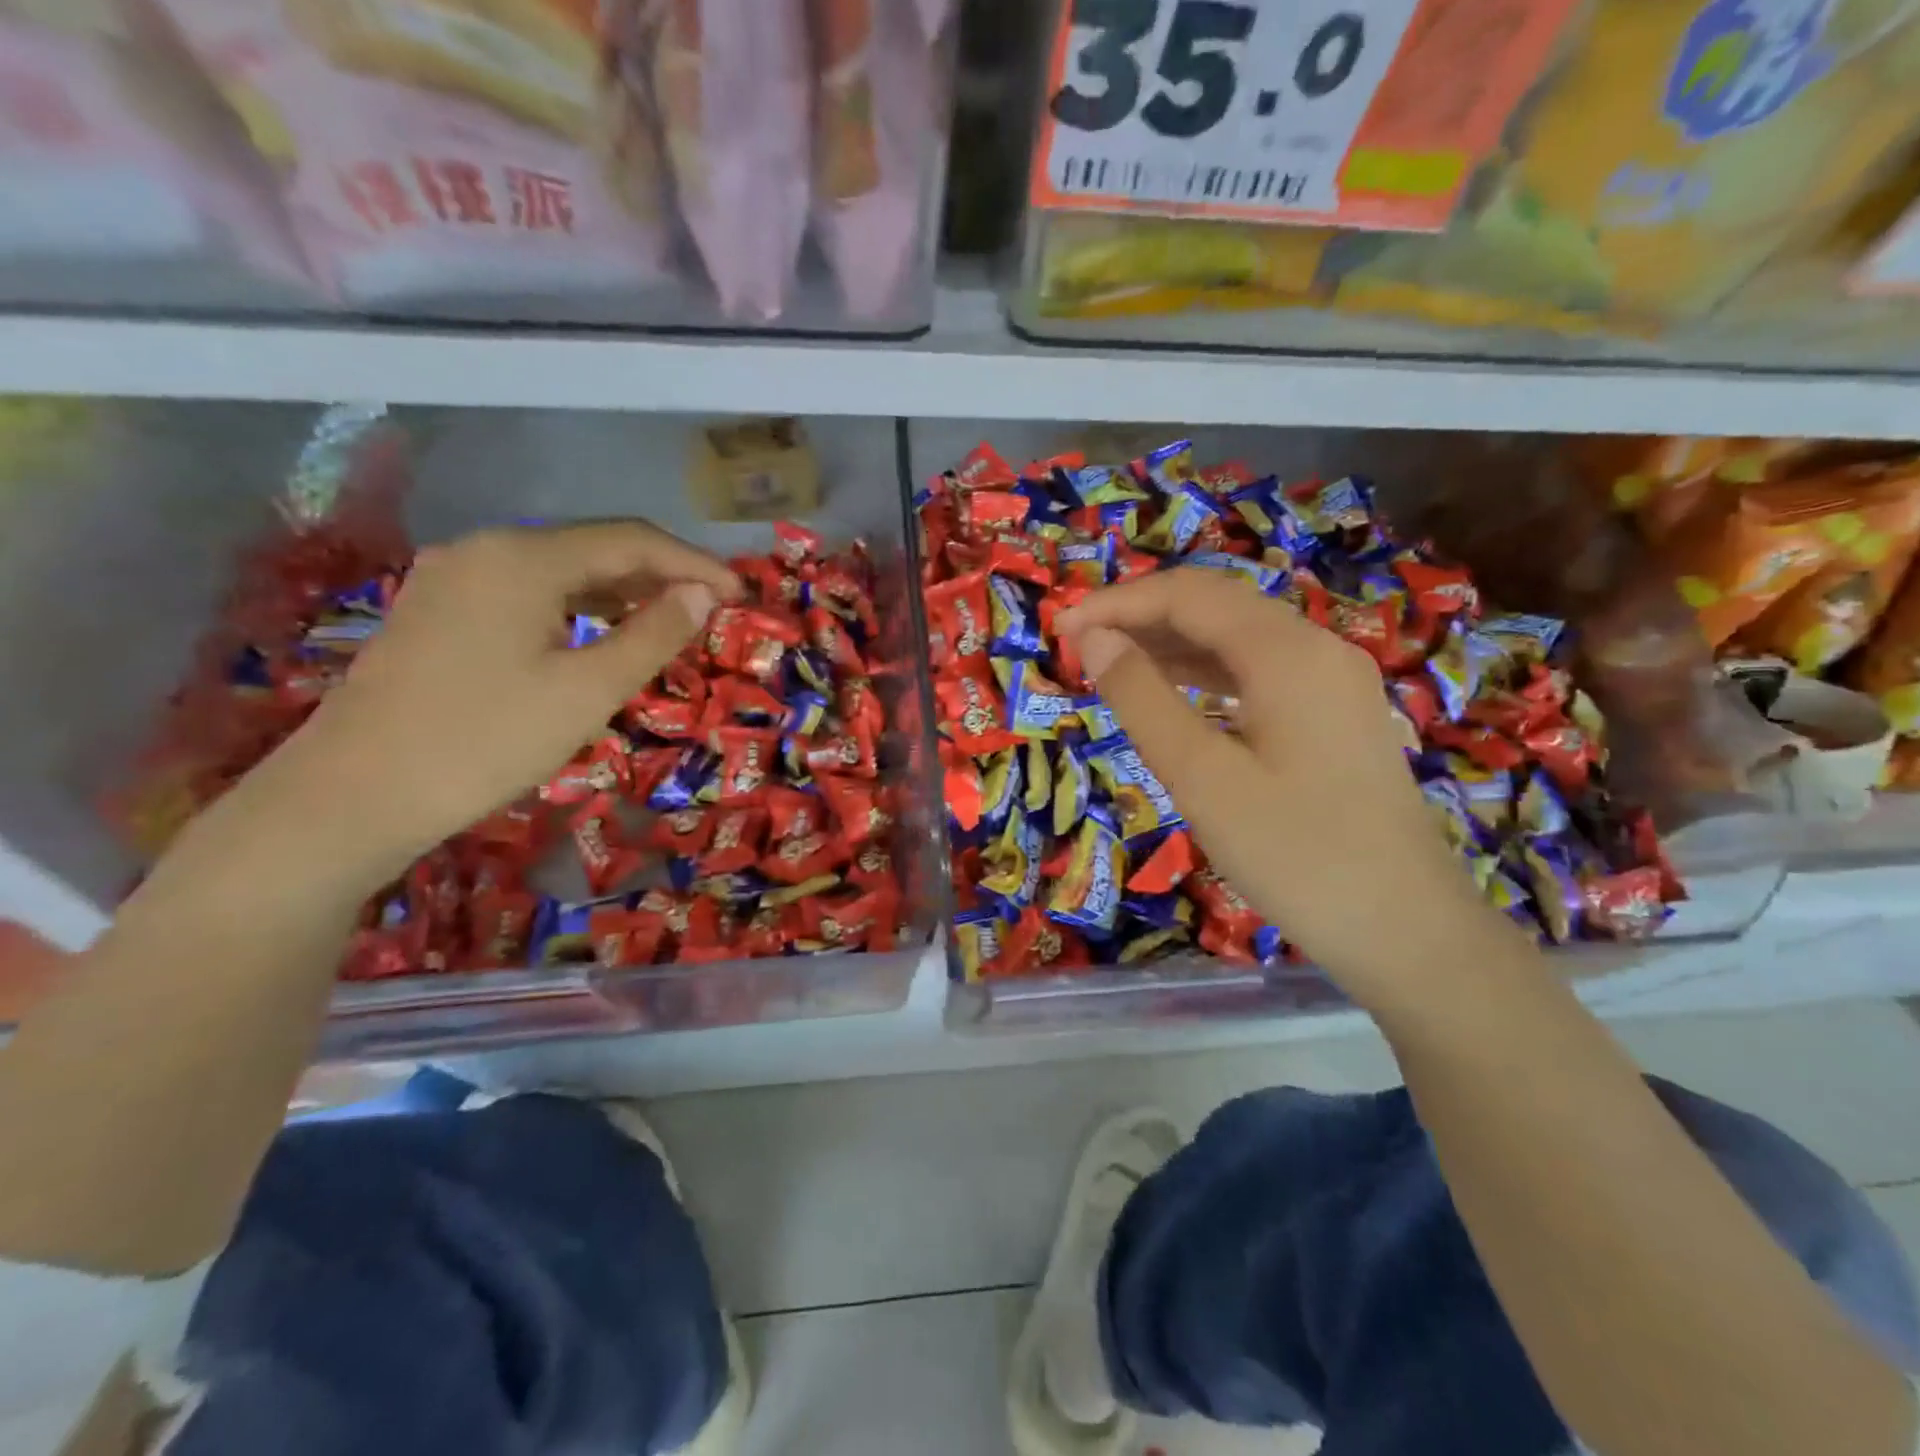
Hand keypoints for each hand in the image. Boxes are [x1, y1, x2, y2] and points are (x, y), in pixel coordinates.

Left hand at [264, 522, 739, 877]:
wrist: (353, 796)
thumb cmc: (485, 741)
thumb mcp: (588, 691)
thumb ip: (654, 634)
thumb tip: (704, 593)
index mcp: (524, 557)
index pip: (632, 541)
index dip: (695, 564)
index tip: (742, 594)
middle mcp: (487, 548)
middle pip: (595, 548)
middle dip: (662, 575)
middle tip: (714, 610)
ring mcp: (455, 577)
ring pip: (561, 571)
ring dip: (622, 592)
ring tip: (672, 622)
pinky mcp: (440, 610)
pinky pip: (529, 593)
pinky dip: (579, 608)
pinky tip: (601, 635)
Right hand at [1057, 569, 1508, 1000]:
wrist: (1408, 931)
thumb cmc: (1297, 855)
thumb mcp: (1202, 777)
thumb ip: (1142, 700)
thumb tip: (1095, 639)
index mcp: (1287, 653)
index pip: (1189, 595)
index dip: (1118, 602)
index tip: (1061, 628)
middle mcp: (1317, 649)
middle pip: (1217, 606)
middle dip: (1142, 616)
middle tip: (1078, 646)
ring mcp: (1334, 683)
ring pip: (1239, 639)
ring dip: (1172, 643)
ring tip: (1111, 665)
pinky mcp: (1335, 717)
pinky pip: (1259, 673)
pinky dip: (1206, 674)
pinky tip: (1173, 694)